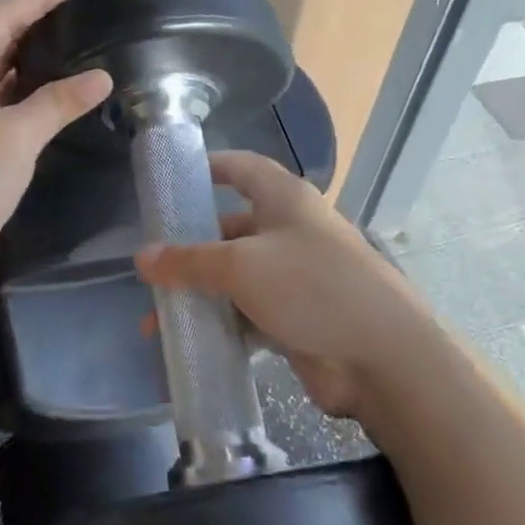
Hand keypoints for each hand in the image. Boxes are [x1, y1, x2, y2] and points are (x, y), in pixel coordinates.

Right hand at [134, 151, 433, 417]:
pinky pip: (249, 314)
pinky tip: (190, 343)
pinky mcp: (298, 318)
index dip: (209, 167)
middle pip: (232, 228)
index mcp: (284, 199)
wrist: (382, 356)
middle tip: (150, 267)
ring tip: (158, 320)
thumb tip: (142, 257)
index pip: (241, 168)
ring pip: (237, 277)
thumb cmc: (311, 286)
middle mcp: (291, 230)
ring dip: (201, 295)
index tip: (172, 180)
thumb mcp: (241, 267)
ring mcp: (296, 276)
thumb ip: (189, 262)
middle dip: (192, 248)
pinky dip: (222, 325)